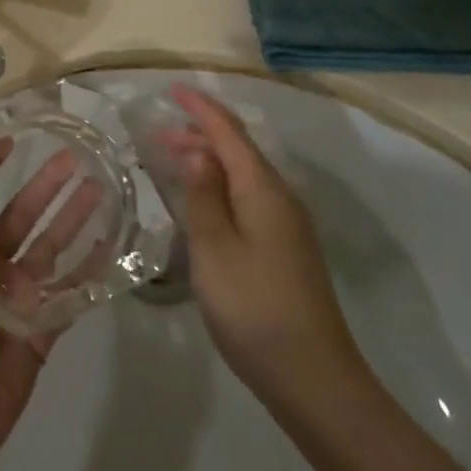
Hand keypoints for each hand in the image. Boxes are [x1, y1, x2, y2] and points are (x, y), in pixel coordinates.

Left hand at [0, 141, 82, 470]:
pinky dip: (89, 273)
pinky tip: (113, 247)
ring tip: (102, 191)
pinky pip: (69, 296)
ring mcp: (15, 301)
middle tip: (78, 159)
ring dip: (73, 222)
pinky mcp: (40, 334)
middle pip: (23, 219)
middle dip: (47, 189)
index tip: (15, 140)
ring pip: (51, 252)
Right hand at [152, 85, 369, 432]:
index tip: (172, 89)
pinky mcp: (286, 248)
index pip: (228, 133)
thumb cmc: (254, 308)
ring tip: (171, 161)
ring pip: (243, 174)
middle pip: (237, 150)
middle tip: (156, 136)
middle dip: (199, 134)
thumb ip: (202, 194)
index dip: (200, 108)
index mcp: (263, 190)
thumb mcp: (214, 249)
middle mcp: (280, 197)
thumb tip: (198, 150)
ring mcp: (287, 224)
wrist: (314, 380)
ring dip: (208, 160)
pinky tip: (202, 203)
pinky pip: (248, 197)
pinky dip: (219, 185)